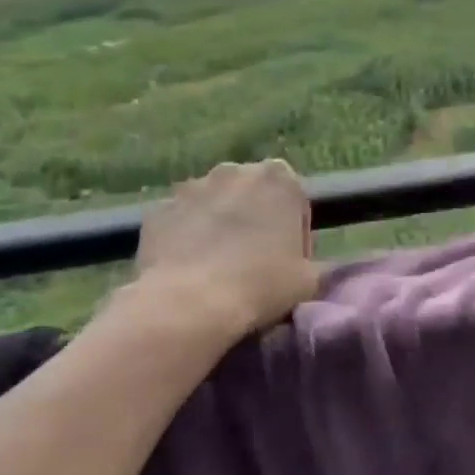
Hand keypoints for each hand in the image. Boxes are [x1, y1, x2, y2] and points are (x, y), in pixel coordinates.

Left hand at [135, 160, 320, 337]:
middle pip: (252, 196)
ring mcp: (191, 187)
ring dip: (220, 227)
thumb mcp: (310, 280)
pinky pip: (181, 221)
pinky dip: (187, 238)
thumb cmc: (261, 284)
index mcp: (279, 178)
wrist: (190, 303)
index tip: (291, 263)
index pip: (295, 201)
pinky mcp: (158, 209)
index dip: (296, 234)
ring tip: (220, 269)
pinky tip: (191, 271)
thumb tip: (310, 266)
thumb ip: (316, 263)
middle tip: (256, 263)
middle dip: (255, 221)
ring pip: (214, 205)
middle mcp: (234, 171)